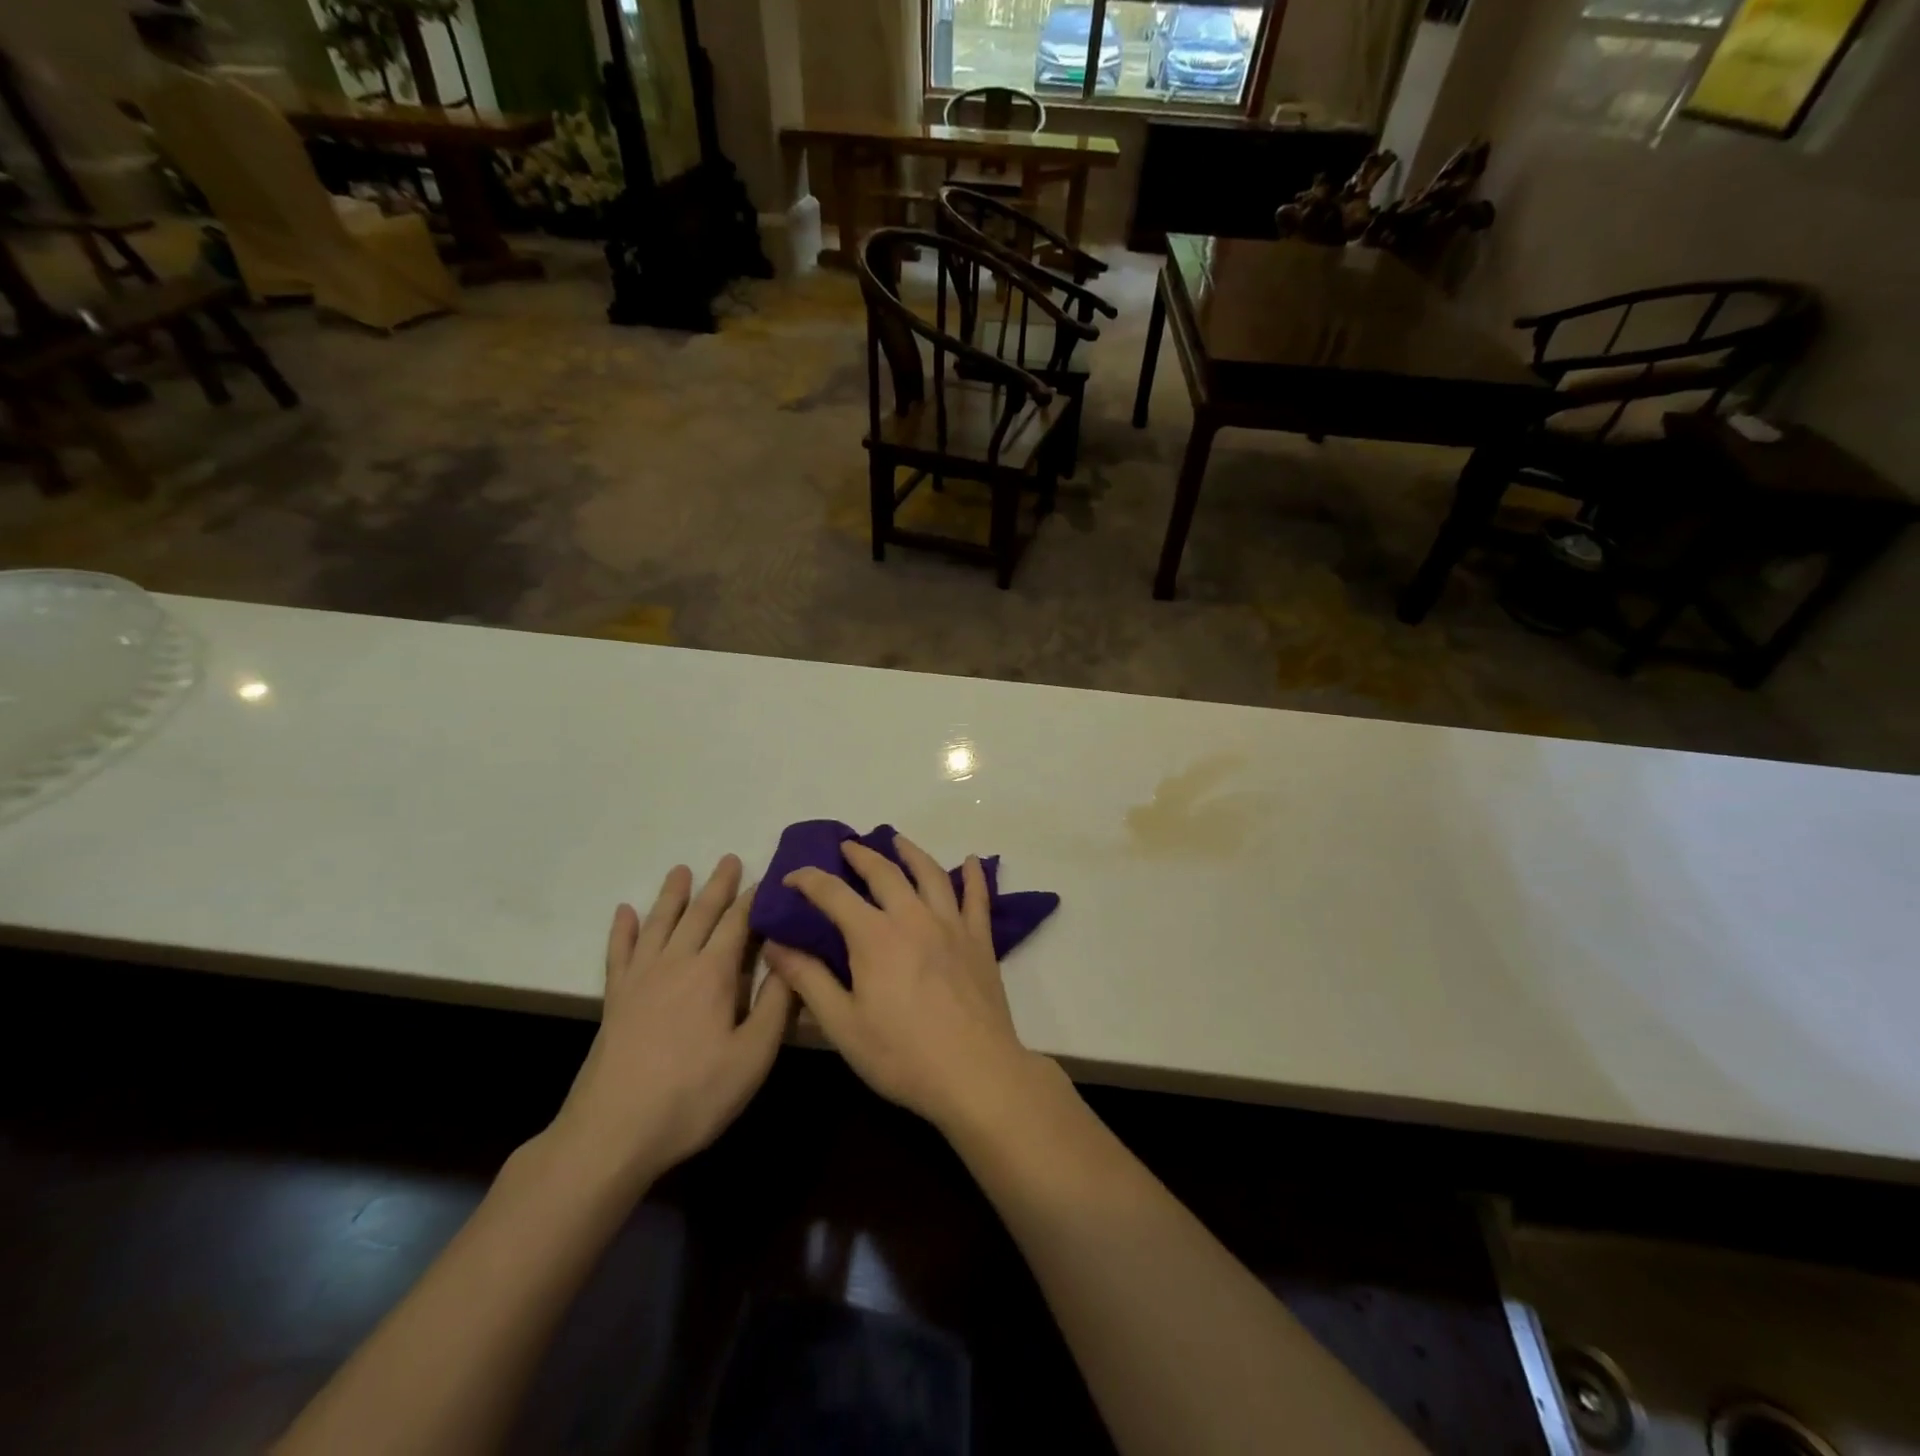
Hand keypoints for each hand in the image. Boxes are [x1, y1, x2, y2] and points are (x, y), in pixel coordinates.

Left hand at [552, 856, 793, 1187]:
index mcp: (713, 973)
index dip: (754, 900)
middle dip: (718, 885)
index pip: (739, 923)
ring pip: (659, 923)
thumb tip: (792, 955)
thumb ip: (776, 1003)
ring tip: (681, 870)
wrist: (613, 1133)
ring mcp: (640, 979)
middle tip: (729, 859)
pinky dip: (623, 930)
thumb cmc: (694, 1095)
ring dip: (672, 895)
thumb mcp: (753, 1055)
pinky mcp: (615, 999)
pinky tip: (624, 913)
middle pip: (700, 914)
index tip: (768, 878)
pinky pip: (619, 952)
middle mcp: (676, 963)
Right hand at [763, 833, 1044, 1135]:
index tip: (791, 877)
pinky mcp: (980, 940)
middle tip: (847, 846)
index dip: (809, 880)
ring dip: (911, 852)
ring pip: (930, 874)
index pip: (834, 894)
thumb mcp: (842, 1025)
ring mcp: (951, 925)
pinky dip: (975, 876)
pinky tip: (973, 861)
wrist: (975, 1073)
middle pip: (884, 873)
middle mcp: (913, 917)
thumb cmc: (902, 1055)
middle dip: (861, 855)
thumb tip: (775, 945)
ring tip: (897, 841)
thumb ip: (808, 981)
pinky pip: (978, 898)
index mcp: (875, 936)